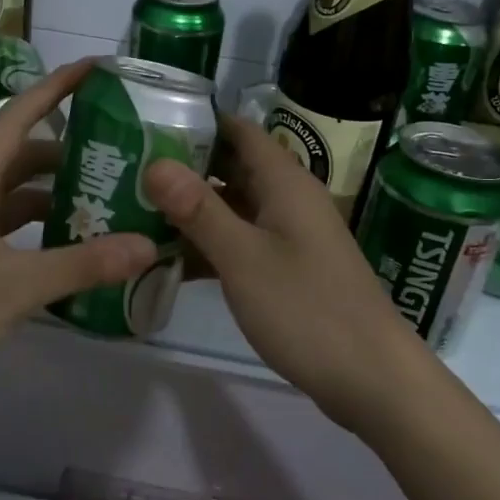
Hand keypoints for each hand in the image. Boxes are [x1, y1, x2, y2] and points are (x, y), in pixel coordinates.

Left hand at [0, 61, 157, 404]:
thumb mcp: (16, 288)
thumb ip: (83, 264)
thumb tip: (148, 243)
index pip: (18, 116)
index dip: (56, 87)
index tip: (97, 68)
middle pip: (22, 152)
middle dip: (68, 146)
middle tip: (122, 147)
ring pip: (18, 192)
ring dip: (57, 189)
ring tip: (109, 194)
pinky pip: (12, 225)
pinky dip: (43, 225)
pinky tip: (75, 242)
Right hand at [145, 117, 430, 429]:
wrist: (371, 377)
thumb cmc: (306, 308)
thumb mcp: (243, 257)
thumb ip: (198, 209)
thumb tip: (155, 163)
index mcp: (284, 182)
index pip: (238, 130)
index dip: (196, 123)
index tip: (146, 126)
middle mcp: (288, 199)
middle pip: (232, 168)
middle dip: (184, 169)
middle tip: (129, 171)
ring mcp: (289, 235)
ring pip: (234, 208)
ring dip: (192, 211)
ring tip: (136, 212)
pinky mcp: (288, 269)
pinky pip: (242, 243)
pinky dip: (209, 246)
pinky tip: (168, 262)